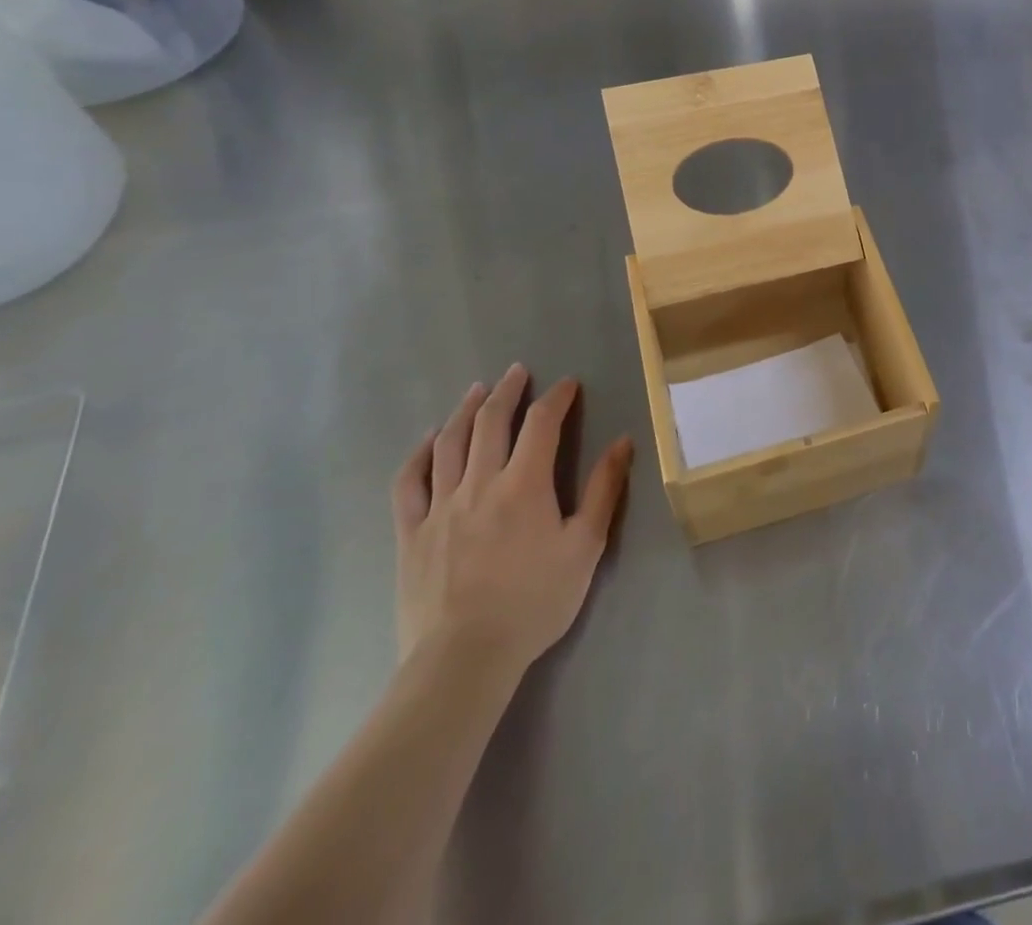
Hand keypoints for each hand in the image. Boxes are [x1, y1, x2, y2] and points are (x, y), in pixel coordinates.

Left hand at [392, 366, 632, 686]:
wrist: (464, 659)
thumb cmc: (534, 603)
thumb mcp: (584, 547)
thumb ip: (603, 491)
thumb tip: (622, 442)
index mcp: (525, 485)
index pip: (542, 423)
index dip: (556, 397)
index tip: (568, 384)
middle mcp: (479, 483)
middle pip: (490, 422)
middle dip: (508, 391)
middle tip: (518, 371)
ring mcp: (439, 506)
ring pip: (449, 443)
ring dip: (465, 410)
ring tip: (477, 391)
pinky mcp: (411, 533)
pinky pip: (409, 482)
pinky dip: (419, 453)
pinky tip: (429, 440)